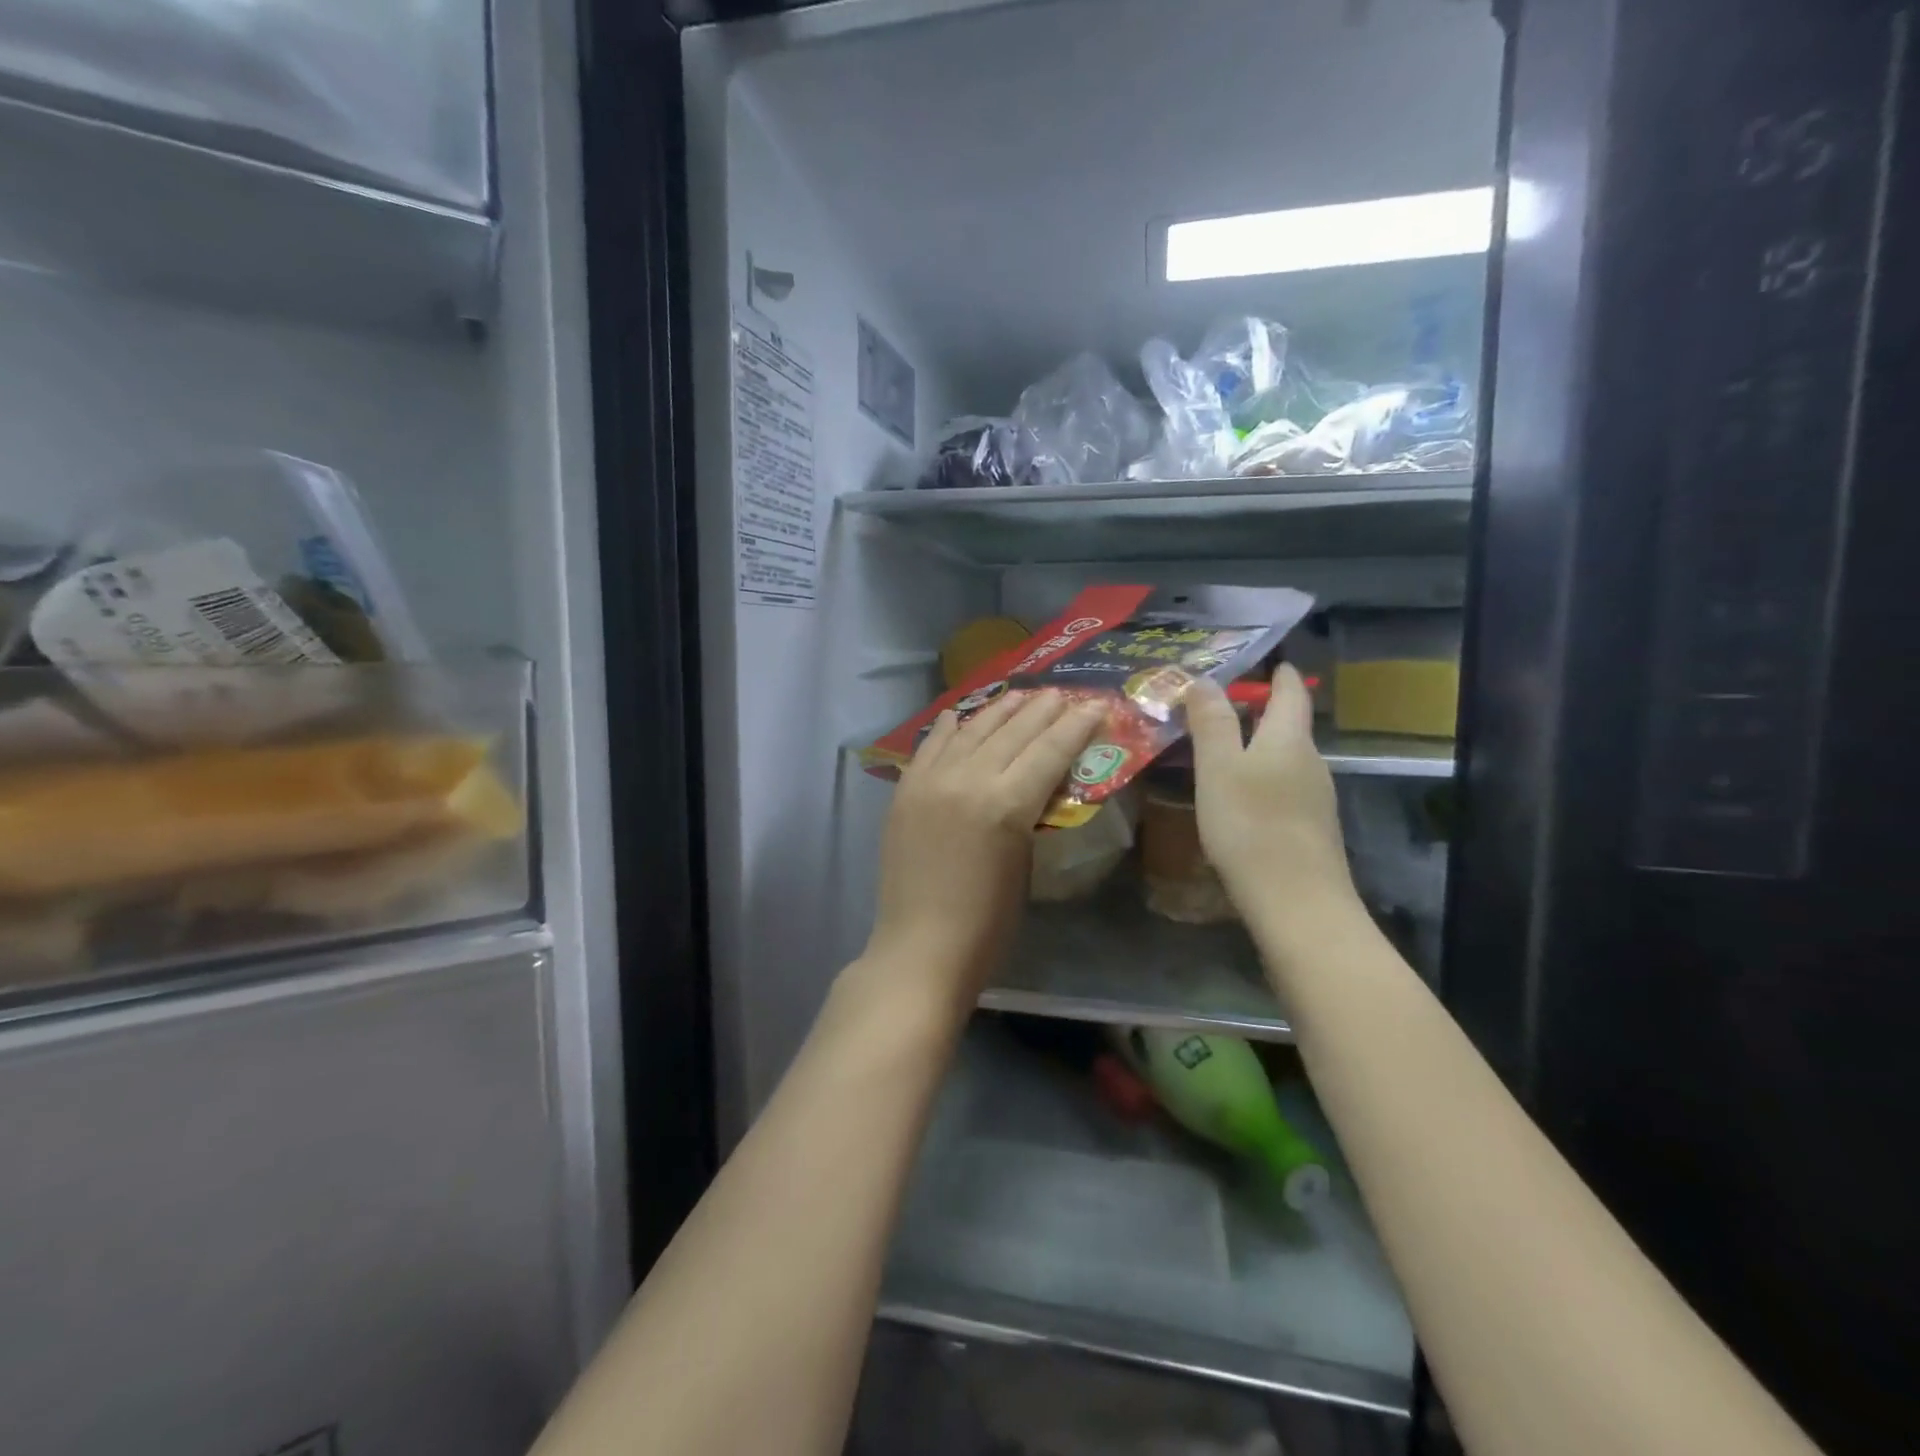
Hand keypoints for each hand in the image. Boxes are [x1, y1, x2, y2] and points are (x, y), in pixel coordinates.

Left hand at [864, 690, 1103, 1013]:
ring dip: (1000, 710)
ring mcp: (931, 781)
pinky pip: (930, 746)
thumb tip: (1039, 781)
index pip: (1049, 750)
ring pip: (972, 730)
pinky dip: (950, 728)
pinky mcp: (906, 790)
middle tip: (1064, 693)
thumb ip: (1031, 812)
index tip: (1094, 704)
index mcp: (1006, 804)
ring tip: (1022, 694)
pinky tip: (961, 714)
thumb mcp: (1025, 863)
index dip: (1075, 725)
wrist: (921, 947)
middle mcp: (968, 779)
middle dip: (1043, 709)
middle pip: (1013, 731)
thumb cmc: (987, 923)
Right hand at [1187, 666, 1358, 921]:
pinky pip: (1285, 789)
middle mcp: (1310, 763)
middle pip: (1290, 727)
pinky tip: (1241, 797)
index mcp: (1289, 740)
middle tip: (1226, 703)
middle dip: (1264, 710)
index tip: (1273, 661)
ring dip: (1260, 747)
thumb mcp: (1219, 769)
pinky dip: (1263, 779)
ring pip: (1287, 760)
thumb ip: (1212, 723)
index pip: (1291, 694)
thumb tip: (1204, 679)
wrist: (1296, 903)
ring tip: (1224, 749)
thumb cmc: (1251, 825)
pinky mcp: (1310, 830)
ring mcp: (1315, 799)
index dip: (1282, 675)